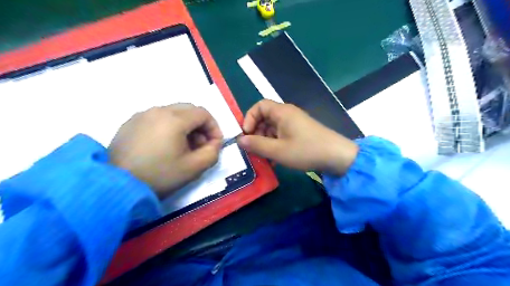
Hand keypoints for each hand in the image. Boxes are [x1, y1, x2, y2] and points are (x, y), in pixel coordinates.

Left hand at [109, 104, 221, 197]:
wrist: (117, 186)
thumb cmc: (160, 175)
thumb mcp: (195, 167)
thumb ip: (213, 152)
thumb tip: (214, 142)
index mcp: (174, 119)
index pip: (203, 113)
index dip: (214, 127)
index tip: (214, 144)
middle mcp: (158, 110)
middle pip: (189, 110)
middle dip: (200, 126)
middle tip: (200, 145)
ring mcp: (142, 115)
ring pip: (173, 112)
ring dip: (185, 126)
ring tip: (182, 147)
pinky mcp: (130, 123)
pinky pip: (157, 118)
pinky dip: (168, 127)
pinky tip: (163, 145)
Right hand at [239, 100, 357, 175]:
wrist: (337, 156)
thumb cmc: (305, 151)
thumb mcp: (278, 150)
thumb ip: (257, 145)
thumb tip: (240, 140)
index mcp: (282, 112)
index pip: (259, 106)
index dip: (249, 118)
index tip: (247, 135)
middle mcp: (288, 114)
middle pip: (265, 118)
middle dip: (256, 133)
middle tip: (254, 149)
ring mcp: (295, 123)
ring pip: (273, 128)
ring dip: (265, 141)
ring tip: (264, 157)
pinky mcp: (300, 133)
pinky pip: (282, 135)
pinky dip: (275, 144)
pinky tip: (275, 159)